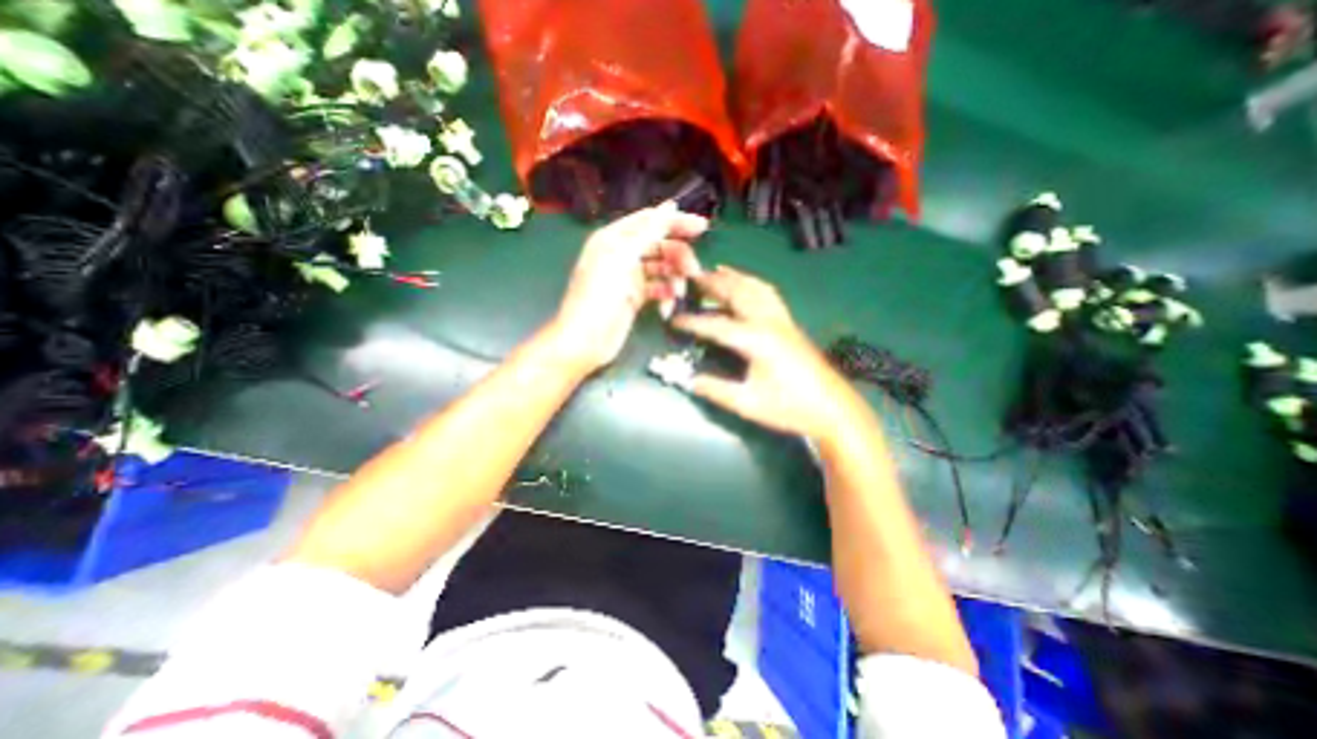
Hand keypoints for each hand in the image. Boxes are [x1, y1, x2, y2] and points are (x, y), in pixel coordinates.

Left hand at [549, 202, 703, 372]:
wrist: (585, 342)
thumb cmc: (598, 298)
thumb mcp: (621, 260)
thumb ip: (648, 233)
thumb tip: (670, 207)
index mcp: (614, 239)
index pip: (650, 221)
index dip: (676, 221)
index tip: (703, 227)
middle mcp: (623, 254)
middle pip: (660, 245)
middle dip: (678, 257)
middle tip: (693, 272)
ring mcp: (629, 277)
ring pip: (662, 268)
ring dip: (674, 279)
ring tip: (678, 294)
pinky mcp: (635, 298)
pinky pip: (658, 289)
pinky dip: (665, 296)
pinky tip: (666, 309)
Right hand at [669, 266, 855, 439]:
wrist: (833, 409)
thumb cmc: (789, 408)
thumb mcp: (748, 403)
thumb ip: (715, 390)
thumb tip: (687, 381)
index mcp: (756, 340)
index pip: (717, 325)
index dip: (693, 322)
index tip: (673, 321)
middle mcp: (769, 322)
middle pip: (738, 293)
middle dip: (713, 284)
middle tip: (692, 277)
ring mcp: (782, 320)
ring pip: (755, 288)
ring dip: (734, 277)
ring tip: (717, 271)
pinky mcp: (790, 324)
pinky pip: (769, 294)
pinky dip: (753, 283)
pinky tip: (748, 284)